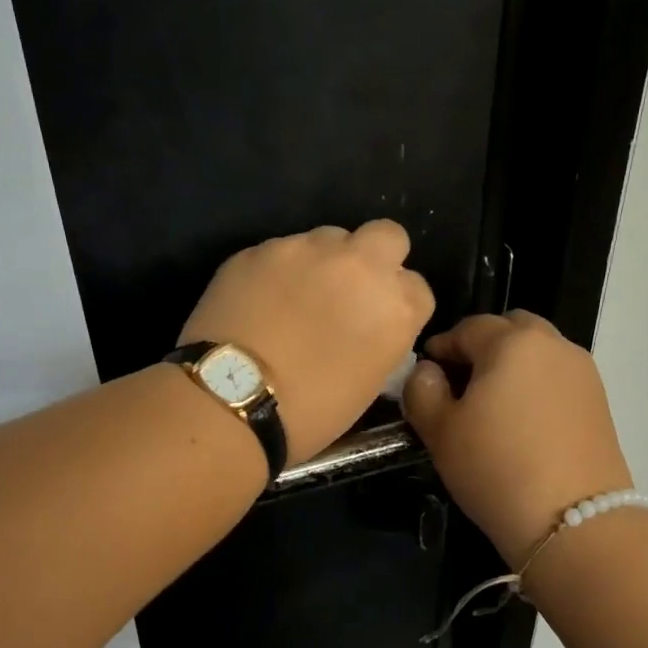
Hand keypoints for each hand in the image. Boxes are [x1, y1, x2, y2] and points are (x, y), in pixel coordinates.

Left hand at [181, 220, 434, 464]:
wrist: (231, 400)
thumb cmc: (310, 411)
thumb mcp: (370, 381)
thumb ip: (382, 336)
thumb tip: (369, 322)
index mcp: (396, 306)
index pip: (416, 287)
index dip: (397, 303)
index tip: (377, 320)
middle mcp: (360, 265)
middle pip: (387, 236)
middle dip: (375, 256)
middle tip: (349, 289)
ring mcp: (308, 249)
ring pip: (329, 238)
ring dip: (323, 261)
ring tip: (295, 297)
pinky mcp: (262, 248)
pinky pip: (283, 251)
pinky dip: (279, 270)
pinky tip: (260, 301)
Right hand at [403, 311, 632, 561]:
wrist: (575, 522)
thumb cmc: (496, 468)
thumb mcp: (440, 431)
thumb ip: (422, 390)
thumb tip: (428, 371)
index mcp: (511, 341)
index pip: (468, 328)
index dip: (442, 347)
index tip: (427, 373)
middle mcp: (552, 344)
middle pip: (510, 328)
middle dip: (483, 346)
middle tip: (462, 383)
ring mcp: (582, 371)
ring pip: (538, 350)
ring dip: (513, 363)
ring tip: (494, 404)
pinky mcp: (600, 400)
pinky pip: (558, 376)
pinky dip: (537, 384)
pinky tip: (524, 421)